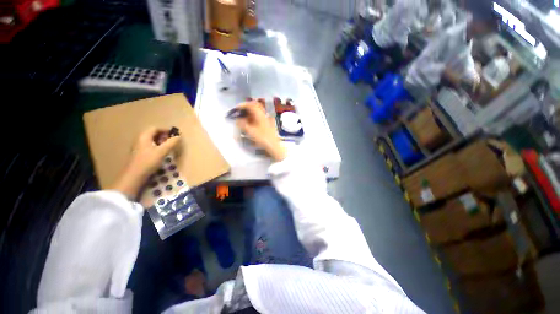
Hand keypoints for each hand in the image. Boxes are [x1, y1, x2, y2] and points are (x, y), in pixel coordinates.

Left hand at [111, 127, 180, 199]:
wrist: (134, 176)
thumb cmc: (148, 161)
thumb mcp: (162, 151)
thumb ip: (171, 143)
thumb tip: (179, 136)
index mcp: (144, 137)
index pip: (155, 128)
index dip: (165, 130)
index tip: (174, 134)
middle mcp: (140, 140)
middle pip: (152, 133)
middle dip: (163, 136)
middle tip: (172, 141)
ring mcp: (138, 147)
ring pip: (151, 140)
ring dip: (160, 142)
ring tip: (168, 147)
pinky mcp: (139, 154)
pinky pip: (149, 146)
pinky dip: (157, 147)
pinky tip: (161, 153)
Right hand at [235, 101, 286, 161]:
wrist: (273, 145)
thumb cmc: (262, 138)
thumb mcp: (251, 131)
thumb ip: (242, 124)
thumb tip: (237, 120)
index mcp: (260, 114)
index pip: (251, 105)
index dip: (243, 105)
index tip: (236, 108)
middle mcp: (264, 114)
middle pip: (256, 106)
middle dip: (247, 107)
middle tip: (241, 110)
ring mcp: (267, 119)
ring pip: (258, 111)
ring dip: (251, 112)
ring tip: (244, 117)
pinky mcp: (268, 124)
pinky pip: (260, 117)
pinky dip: (254, 117)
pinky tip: (251, 122)